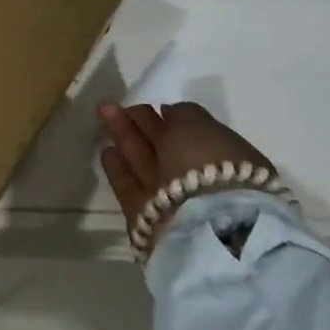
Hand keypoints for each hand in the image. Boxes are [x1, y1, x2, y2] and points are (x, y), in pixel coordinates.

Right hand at [99, 101, 273, 240]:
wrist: (206, 225)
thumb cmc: (209, 163)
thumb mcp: (199, 124)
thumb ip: (183, 114)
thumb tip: (168, 113)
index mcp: (223, 157)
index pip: (192, 132)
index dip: (171, 117)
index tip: (153, 106)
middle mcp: (198, 179)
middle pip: (165, 146)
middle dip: (142, 123)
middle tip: (118, 104)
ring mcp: (172, 200)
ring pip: (145, 163)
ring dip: (126, 138)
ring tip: (105, 115)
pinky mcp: (145, 217)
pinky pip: (129, 187)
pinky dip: (118, 169)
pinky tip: (106, 151)